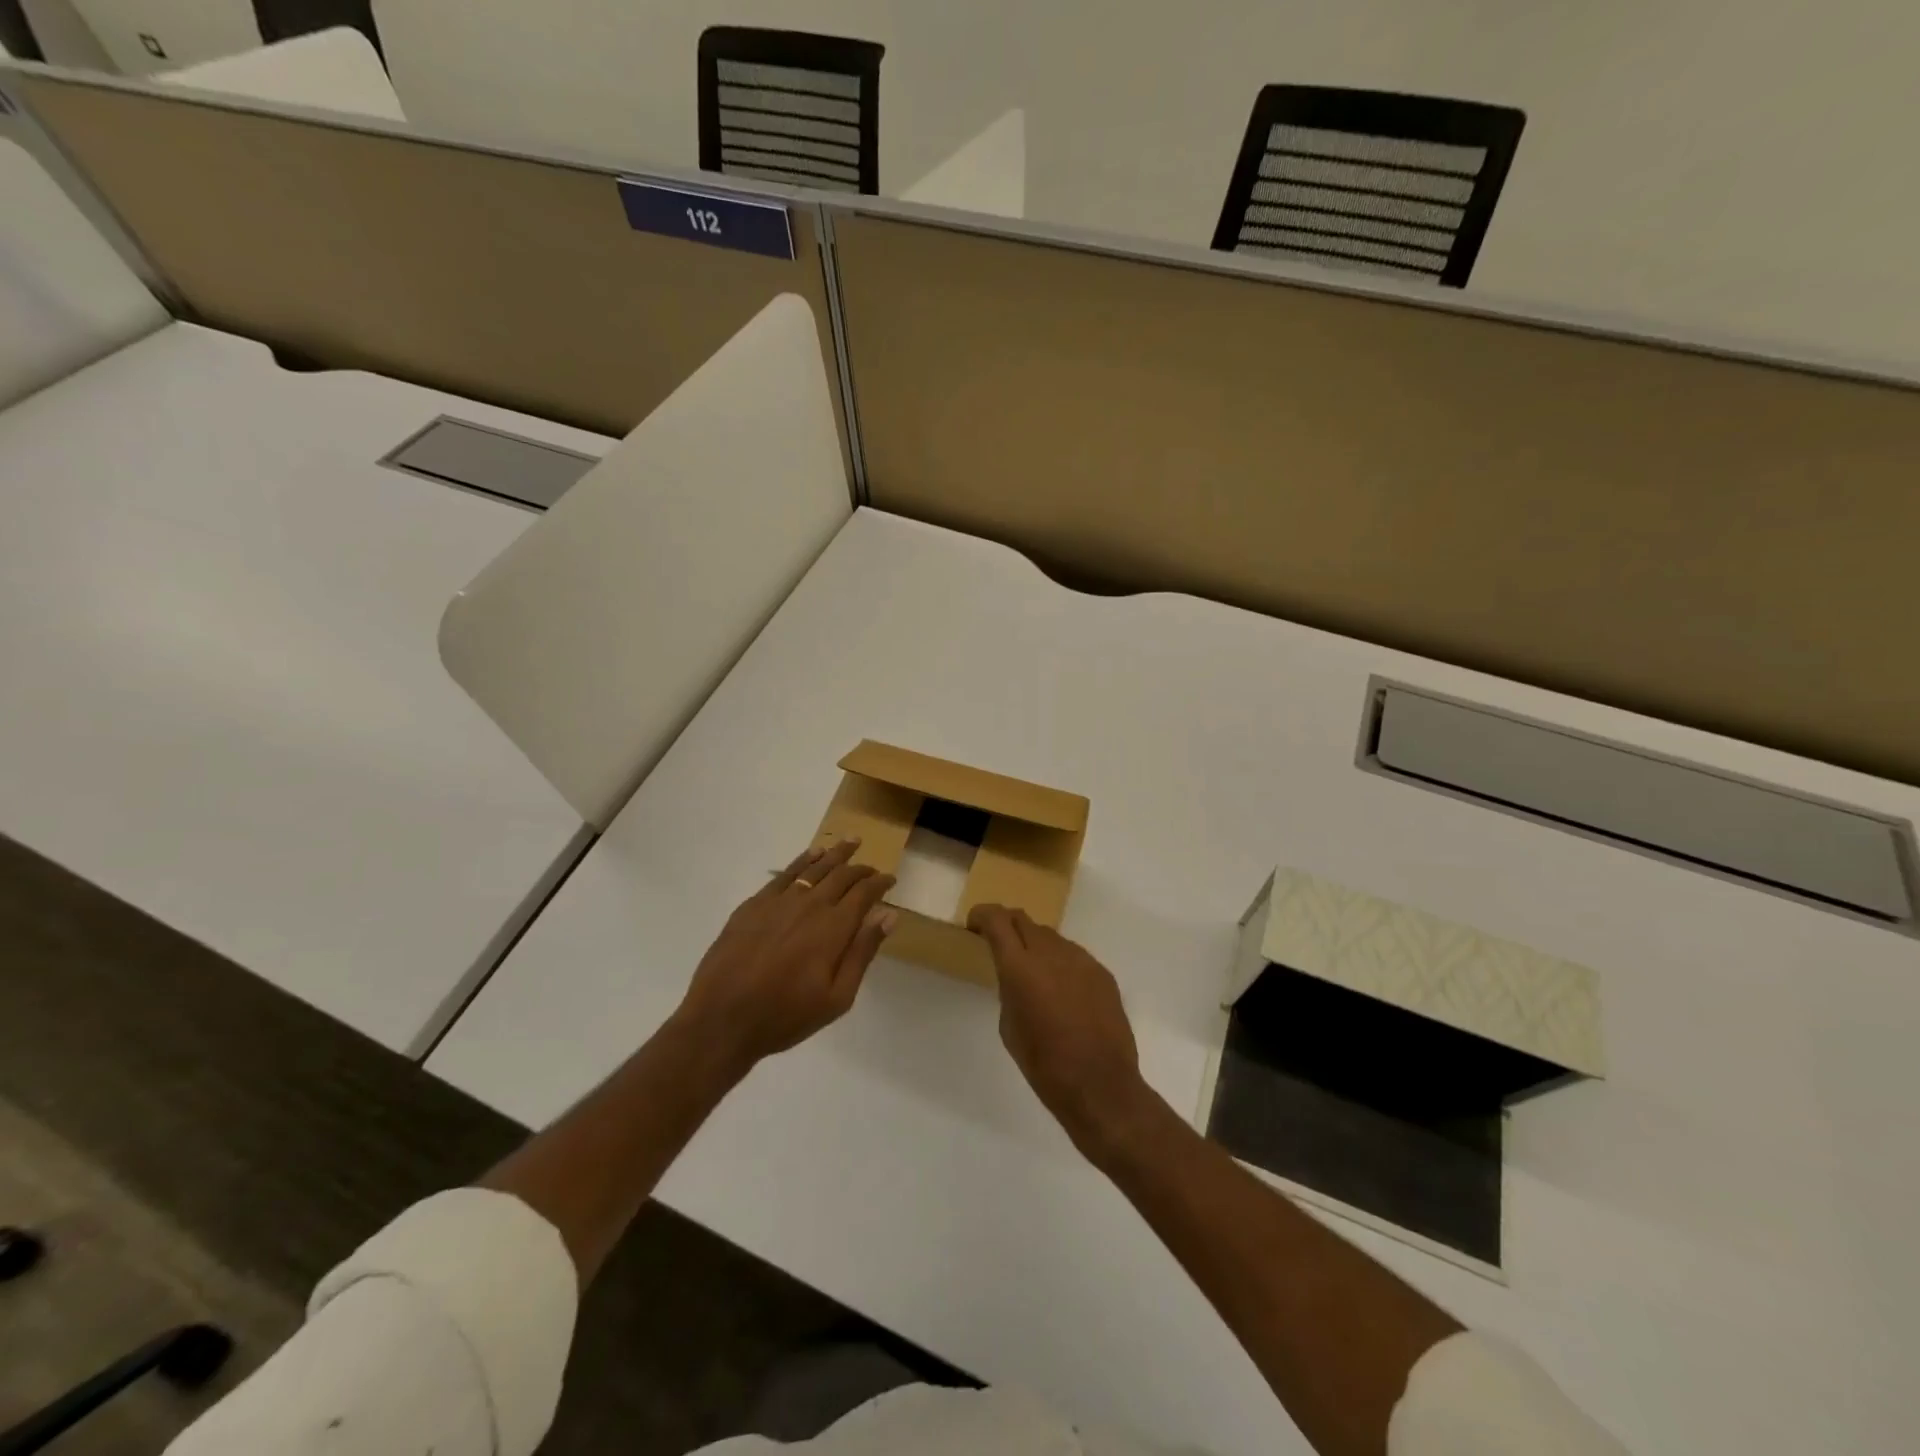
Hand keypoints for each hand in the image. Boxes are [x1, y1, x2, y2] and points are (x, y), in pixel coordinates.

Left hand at [674, 840, 897, 1073]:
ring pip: (814, 867)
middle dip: (861, 868)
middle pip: (842, 875)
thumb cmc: (785, 1015)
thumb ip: (863, 952)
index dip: (880, 883)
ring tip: (850, 841)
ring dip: (835, 853)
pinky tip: (811, 855)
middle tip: (872, 867)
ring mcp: (780, 901)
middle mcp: (810, 905)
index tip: (890, 879)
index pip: (864, 893)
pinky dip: (803, 860)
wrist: (722, 1018)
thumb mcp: (837, 997)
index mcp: (834, 928)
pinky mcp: (755, 904)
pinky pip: (785, 873)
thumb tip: (887, 915)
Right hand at [968, 904, 1154, 1158]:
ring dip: (1036, 945)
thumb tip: (1016, 978)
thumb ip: (1009, 991)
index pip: (997, 919)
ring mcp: (1081, 960)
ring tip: (1035, 974)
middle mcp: (1051, 953)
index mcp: (1020, 968)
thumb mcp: (1010, 1028)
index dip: (982, 915)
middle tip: (999, 944)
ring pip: (1051, 937)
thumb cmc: (1045, 1066)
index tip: (975, 926)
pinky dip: (1060, 963)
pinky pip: (1074, 956)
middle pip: (1023, 919)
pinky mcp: (1102, 972)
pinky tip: (1063, 992)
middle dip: (1007, 925)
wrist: (1100, 1086)